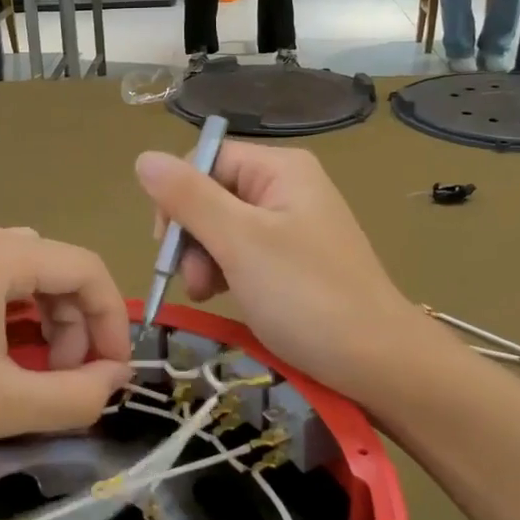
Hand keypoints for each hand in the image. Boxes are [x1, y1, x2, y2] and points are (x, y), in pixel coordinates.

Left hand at [0, 224, 132, 472]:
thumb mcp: (7, 406)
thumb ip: (78, 395)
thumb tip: (116, 378)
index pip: (86, 269)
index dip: (113, 320)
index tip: (114, 372)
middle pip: (56, 267)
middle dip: (77, 323)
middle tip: (69, 378)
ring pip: (25, 271)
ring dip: (48, 316)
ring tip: (39, 368)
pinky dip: (15, 309)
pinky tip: (3, 349)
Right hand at [134, 143, 427, 401]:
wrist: (377, 361)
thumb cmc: (306, 296)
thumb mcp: (240, 242)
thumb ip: (189, 198)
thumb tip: (143, 158)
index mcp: (280, 169)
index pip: (205, 160)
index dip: (178, 197)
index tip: (167, 245)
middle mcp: (286, 187)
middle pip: (212, 193)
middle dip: (191, 235)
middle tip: (193, 280)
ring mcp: (292, 225)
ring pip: (222, 226)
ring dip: (204, 258)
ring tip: (208, 293)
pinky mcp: (292, 260)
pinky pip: (242, 252)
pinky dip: (225, 272)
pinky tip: (224, 296)